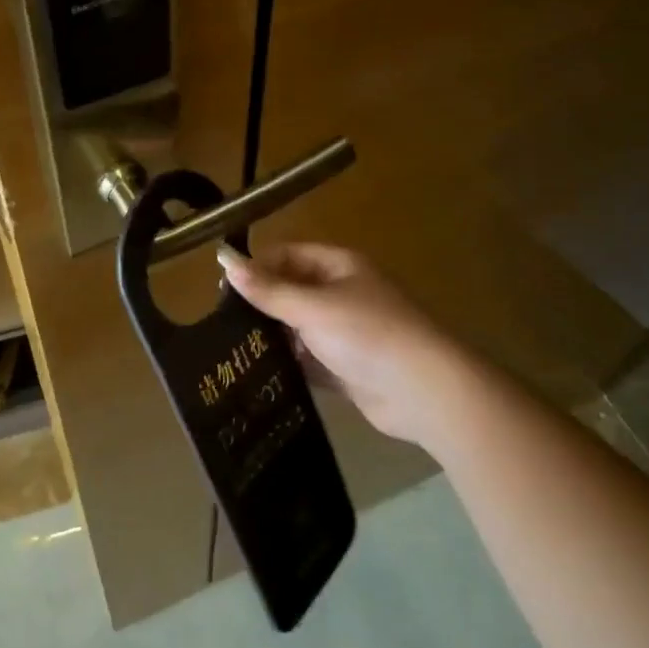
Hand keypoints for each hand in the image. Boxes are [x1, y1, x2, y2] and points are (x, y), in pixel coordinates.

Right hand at [217, 242, 472, 448]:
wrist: (425, 393)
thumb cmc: (367, 334)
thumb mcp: (311, 307)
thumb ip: (267, 289)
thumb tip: (223, 260)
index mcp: (339, 266)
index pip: (287, 255)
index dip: (257, 266)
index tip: (224, 289)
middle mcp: (343, 294)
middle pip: (292, 291)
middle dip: (261, 304)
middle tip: (222, 323)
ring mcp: (347, 332)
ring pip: (299, 328)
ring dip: (273, 337)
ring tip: (232, 350)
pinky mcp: (348, 368)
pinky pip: (310, 360)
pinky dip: (290, 365)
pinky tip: (260, 374)